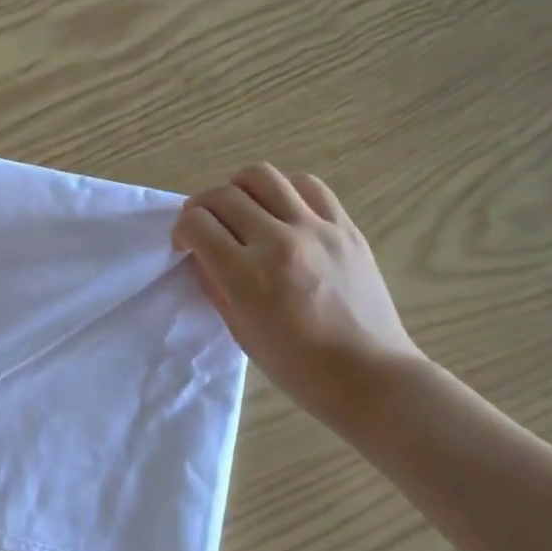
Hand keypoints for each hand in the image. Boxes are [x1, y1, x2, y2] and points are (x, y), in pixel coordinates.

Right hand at [174, 165, 422, 430]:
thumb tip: (201, 253)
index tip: (185, 244)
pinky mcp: (345, 227)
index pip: (196, 224)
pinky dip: (283, 190)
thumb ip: (215, 285)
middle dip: (201, 207)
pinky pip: (307, 185)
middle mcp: (278, 242)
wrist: (370, 375)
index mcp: (247, 276)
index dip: (181, 230)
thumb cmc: (297, 367)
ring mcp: (316, 229)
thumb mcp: (240, 331)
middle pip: (222, 195)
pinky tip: (280, 210)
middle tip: (205, 227)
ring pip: (262, 176)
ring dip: (238, 189)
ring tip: (241, 210)